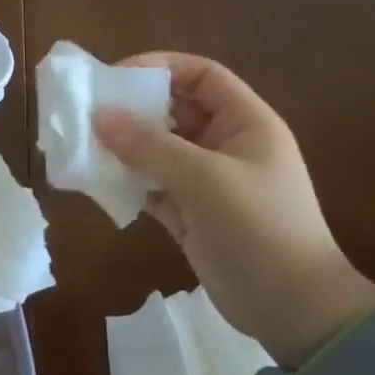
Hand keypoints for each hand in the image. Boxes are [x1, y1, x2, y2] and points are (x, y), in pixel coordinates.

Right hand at [93, 51, 374, 364]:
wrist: (292, 308)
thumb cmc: (258, 228)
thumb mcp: (205, 180)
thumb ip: (150, 146)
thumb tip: (99, 115)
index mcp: (245, 123)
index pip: (201, 76)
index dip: (160, 67)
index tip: (114, 76)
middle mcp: (225, 145)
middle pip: (173, 110)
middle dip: (132, 109)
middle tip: (87, 113)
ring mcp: (206, 181)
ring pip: (157, 149)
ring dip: (123, 147)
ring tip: (83, 146)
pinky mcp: (189, 212)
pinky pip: (150, 184)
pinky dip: (126, 181)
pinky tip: (98, 181)